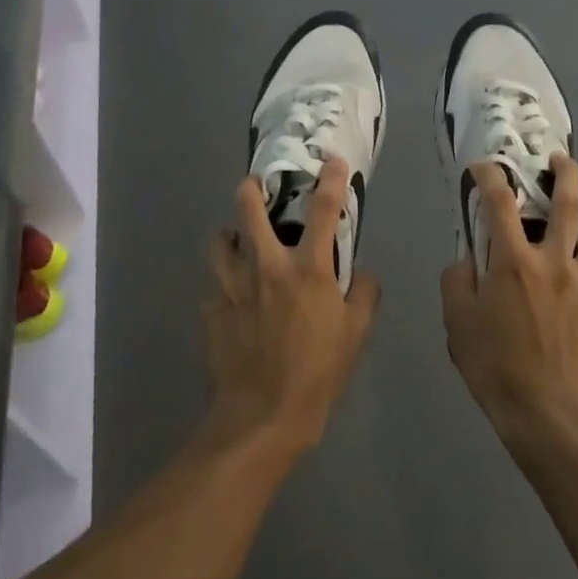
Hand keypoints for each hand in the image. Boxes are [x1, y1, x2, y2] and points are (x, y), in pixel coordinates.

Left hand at [205, 157, 380, 456]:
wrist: (262, 417)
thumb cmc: (318, 373)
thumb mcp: (356, 335)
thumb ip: (364, 295)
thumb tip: (361, 274)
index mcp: (307, 270)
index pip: (324, 211)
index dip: (331, 180)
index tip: (332, 160)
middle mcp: (266, 268)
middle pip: (249, 211)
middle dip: (251, 189)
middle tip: (254, 185)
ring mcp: (233, 288)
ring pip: (219, 243)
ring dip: (229, 236)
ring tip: (235, 240)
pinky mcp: (212, 312)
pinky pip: (216, 289)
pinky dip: (225, 288)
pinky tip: (234, 303)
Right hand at [441, 154, 577, 443]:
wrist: (547, 415)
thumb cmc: (495, 365)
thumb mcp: (457, 322)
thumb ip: (457, 282)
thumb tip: (467, 262)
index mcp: (515, 261)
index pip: (500, 202)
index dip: (490, 176)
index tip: (484, 166)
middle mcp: (555, 264)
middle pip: (569, 206)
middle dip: (567, 174)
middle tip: (561, 160)